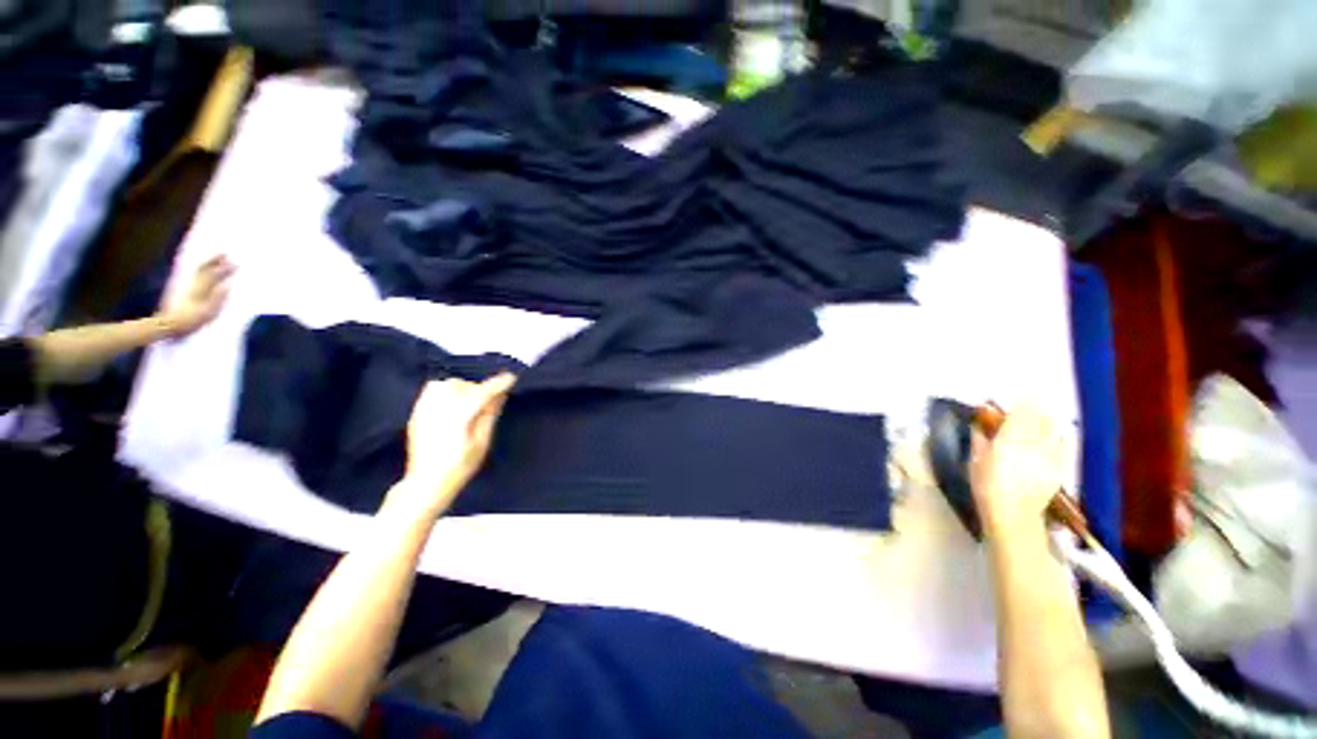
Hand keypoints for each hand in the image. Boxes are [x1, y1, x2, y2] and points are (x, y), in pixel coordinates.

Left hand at [157, 255, 234, 337]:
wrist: (168, 324)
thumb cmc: (191, 320)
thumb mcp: (208, 312)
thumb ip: (218, 299)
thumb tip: (228, 286)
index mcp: (201, 289)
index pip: (215, 275)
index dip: (225, 269)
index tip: (236, 263)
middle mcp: (193, 284)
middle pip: (204, 269)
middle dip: (215, 261)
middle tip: (225, 254)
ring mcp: (186, 286)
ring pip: (198, 271)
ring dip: (208, 264)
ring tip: (216, 259)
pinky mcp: (182, 289)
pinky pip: (194, 276)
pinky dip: (201, 270)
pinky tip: (204, 270)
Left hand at [386, 374, 516, 519]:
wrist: (425, 483)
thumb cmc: (460, 467)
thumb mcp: (482, 443)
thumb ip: (490, 415)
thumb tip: (500, 395)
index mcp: (459, 417)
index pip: (482, 393)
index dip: (498, 384)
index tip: (511, 378)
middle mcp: (440, 408)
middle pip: (464, 386)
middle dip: (480, 389)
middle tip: (490, 401)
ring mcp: (425, 409)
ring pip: (448, 384)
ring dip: (463, 388)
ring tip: (470, 402)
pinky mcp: (417, 412)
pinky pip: (432, 390)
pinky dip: (446, 390)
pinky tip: (453, 403)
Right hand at [969, 404, 1066, 535]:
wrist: (1013, 515)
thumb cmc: (986, 487)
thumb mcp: (975, 462)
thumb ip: (979, 440)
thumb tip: (978, 424)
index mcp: (1008, 441)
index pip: (1020, 414)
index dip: (1023, 400)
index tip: (1022, 390)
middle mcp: (1031, 444)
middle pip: (1040, 419)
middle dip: (1038, 406)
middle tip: (1034, 399)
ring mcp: (1048, 456)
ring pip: (1054, 430)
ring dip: (1050, 419)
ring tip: (1046, 413)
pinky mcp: (1059, 467)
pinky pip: (1063, 445)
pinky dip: (1059, 436)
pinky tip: (1058, 434)